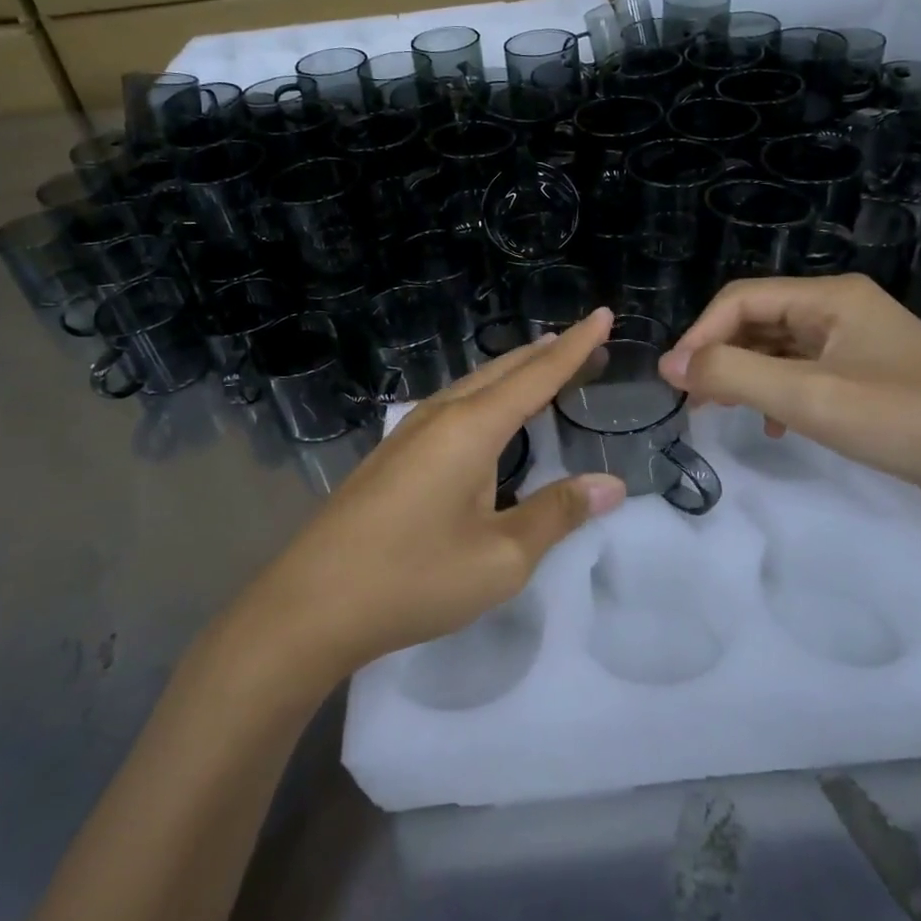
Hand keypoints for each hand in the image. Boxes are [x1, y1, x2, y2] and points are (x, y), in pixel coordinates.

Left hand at [245, 309, 626, 680]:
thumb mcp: (500, 557)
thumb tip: (610, 484)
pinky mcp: (393, 453)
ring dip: (515, 371)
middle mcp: (440, 415)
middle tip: (588, 344)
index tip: (604, 315)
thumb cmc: (413, 579)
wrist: (310, 606)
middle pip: (504, 370)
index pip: (538, 375)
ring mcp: (409, 431)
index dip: (576, 347)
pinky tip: (489, 413)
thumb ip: (557, 514)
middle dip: (549, 354)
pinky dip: (488, 395)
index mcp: (471, 428)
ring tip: (546, 364)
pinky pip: (454, 405)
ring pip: (475, 384)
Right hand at [659, 274, 920, 509]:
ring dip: (746, 376)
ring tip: (722, 412)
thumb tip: (670, 365)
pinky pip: (806, 372)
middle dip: (720, 356)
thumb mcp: (808, 397)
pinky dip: (779, 393)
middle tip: (693, 401)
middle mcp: (842, 308)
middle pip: (759, 320)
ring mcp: (859, 342)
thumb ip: (733, 375)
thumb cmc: (902, 420)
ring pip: (780, 348)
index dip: (700, 335)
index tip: (674, 381)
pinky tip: (777, 427)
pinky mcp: (870, 375)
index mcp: (831, 297)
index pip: (741, 300)